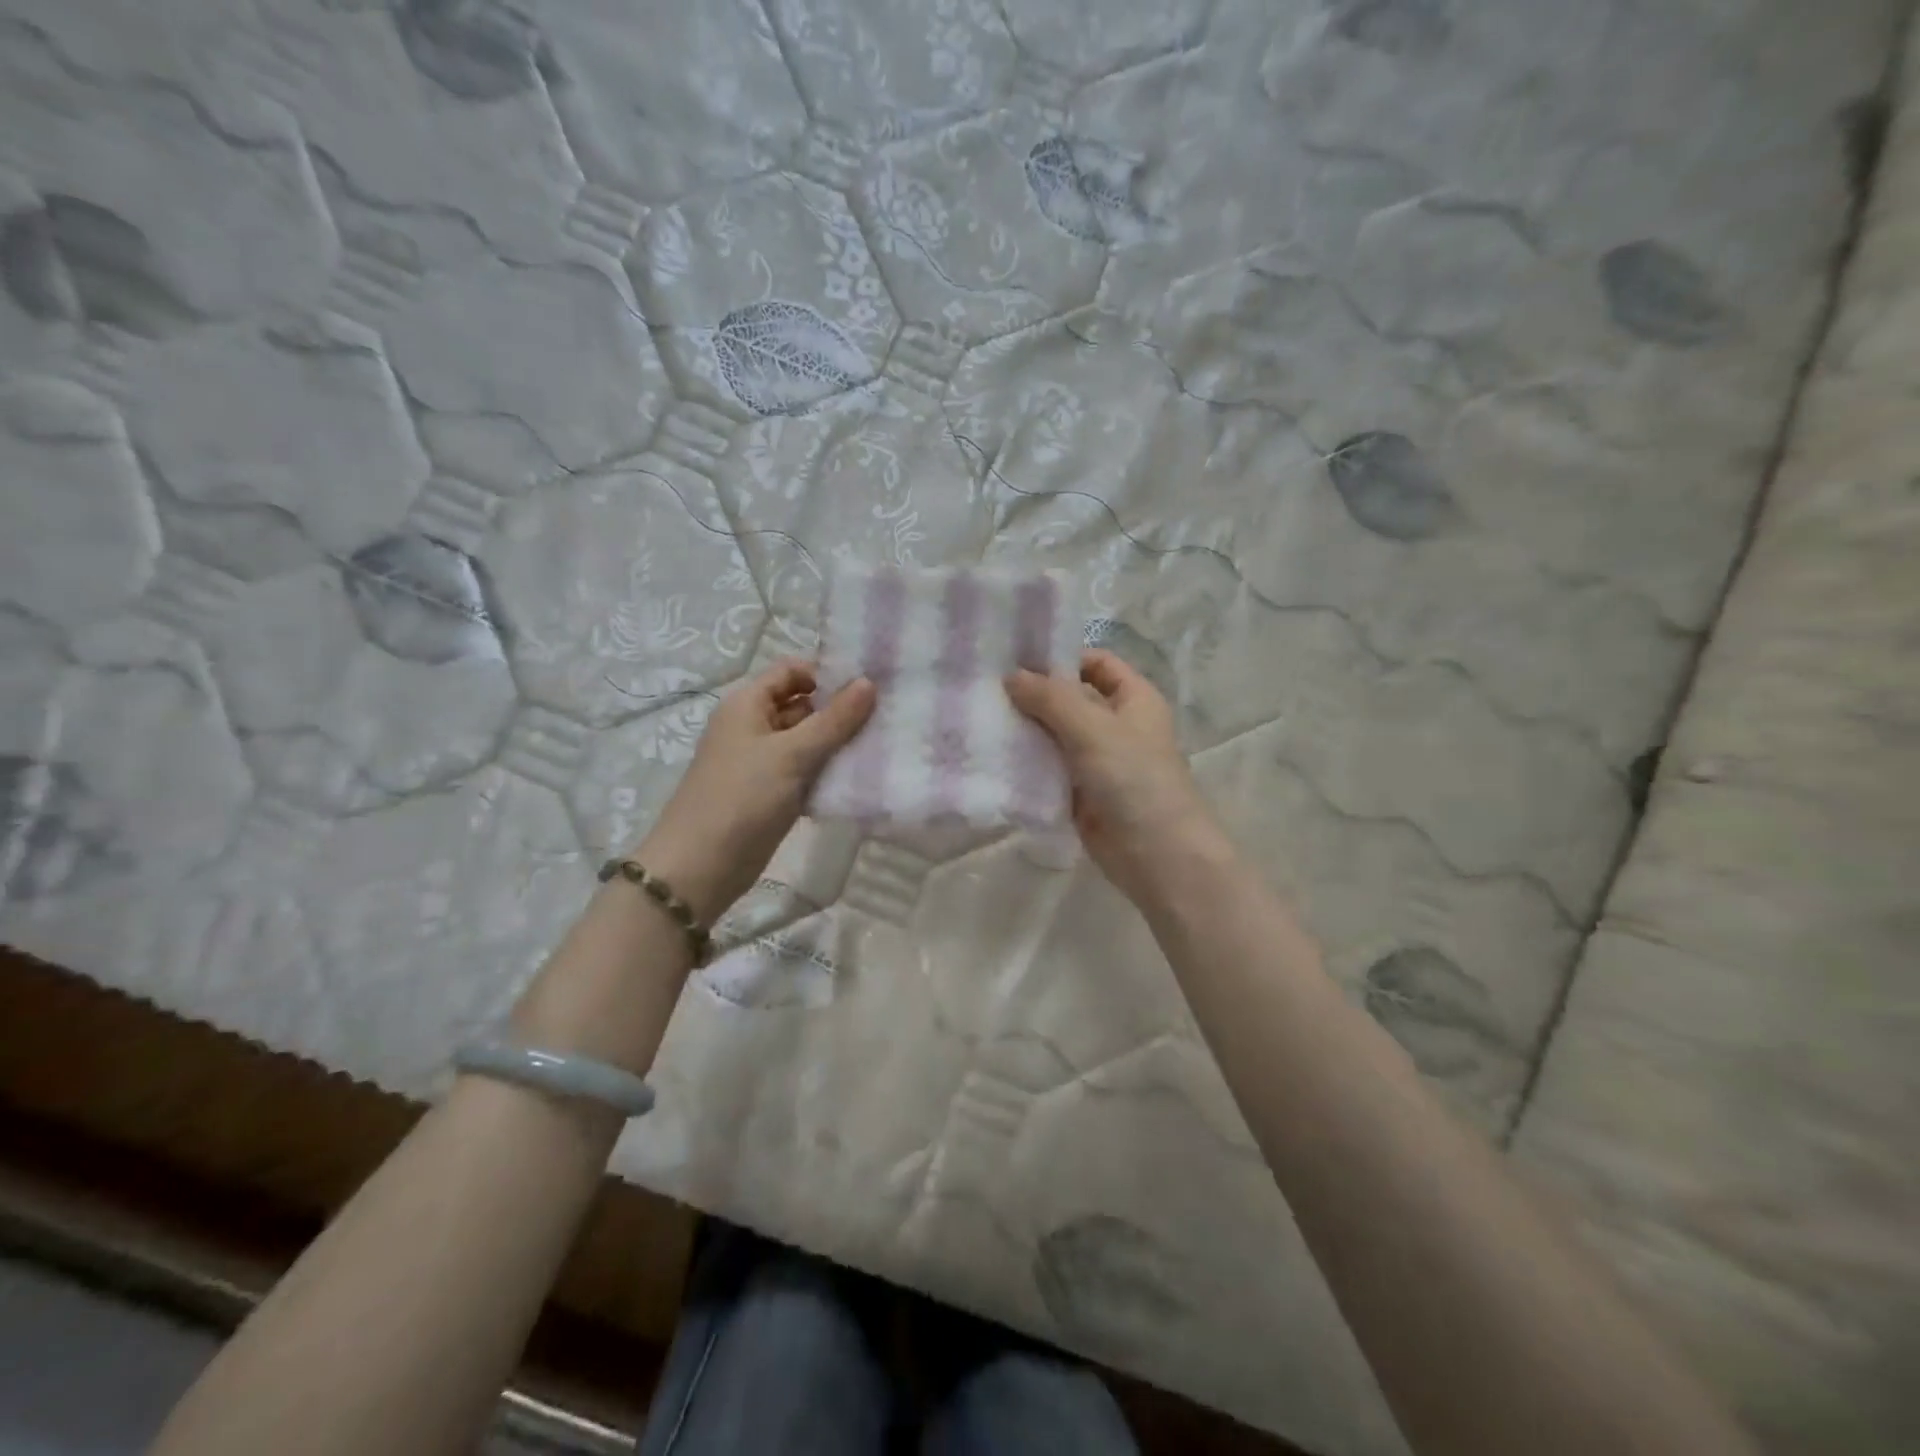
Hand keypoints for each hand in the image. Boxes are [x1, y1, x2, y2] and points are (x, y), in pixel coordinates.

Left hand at [635, 660, 874, 923]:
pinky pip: (805, 772)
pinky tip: (860, 778)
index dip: (826, 674)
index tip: (867, 687)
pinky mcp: (770, 794)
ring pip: (806, 742)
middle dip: (839, 711)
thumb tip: (868, 682)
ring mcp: (761, 762)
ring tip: (881, 746)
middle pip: (802, 706)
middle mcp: (752, 727)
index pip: (791, 671)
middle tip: (885, 718)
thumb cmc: (743, 798)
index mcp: (747, 705)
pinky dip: (827, 772)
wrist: (701, 867)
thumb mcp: (792, 754)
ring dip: (837, 744)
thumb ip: (834, 720)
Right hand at [1006, 649, 1231, 904]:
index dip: (1060, 657)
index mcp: (1133, 698)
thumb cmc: (1135, 779)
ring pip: (1054, 735)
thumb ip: (1051, 699)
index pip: (1095, 663)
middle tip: (985, 687)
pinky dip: (1026, 762)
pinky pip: (1048, 769)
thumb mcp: (1094, 728)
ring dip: (1025, 729)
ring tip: (980, 717)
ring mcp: (1097, 760)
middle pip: (1069, 699)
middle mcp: (1116, 724)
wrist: (1157, 855)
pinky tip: (992, 755)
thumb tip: (1011, 676)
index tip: (1014, 657)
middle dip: (1032, 694)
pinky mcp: (1080, 792)